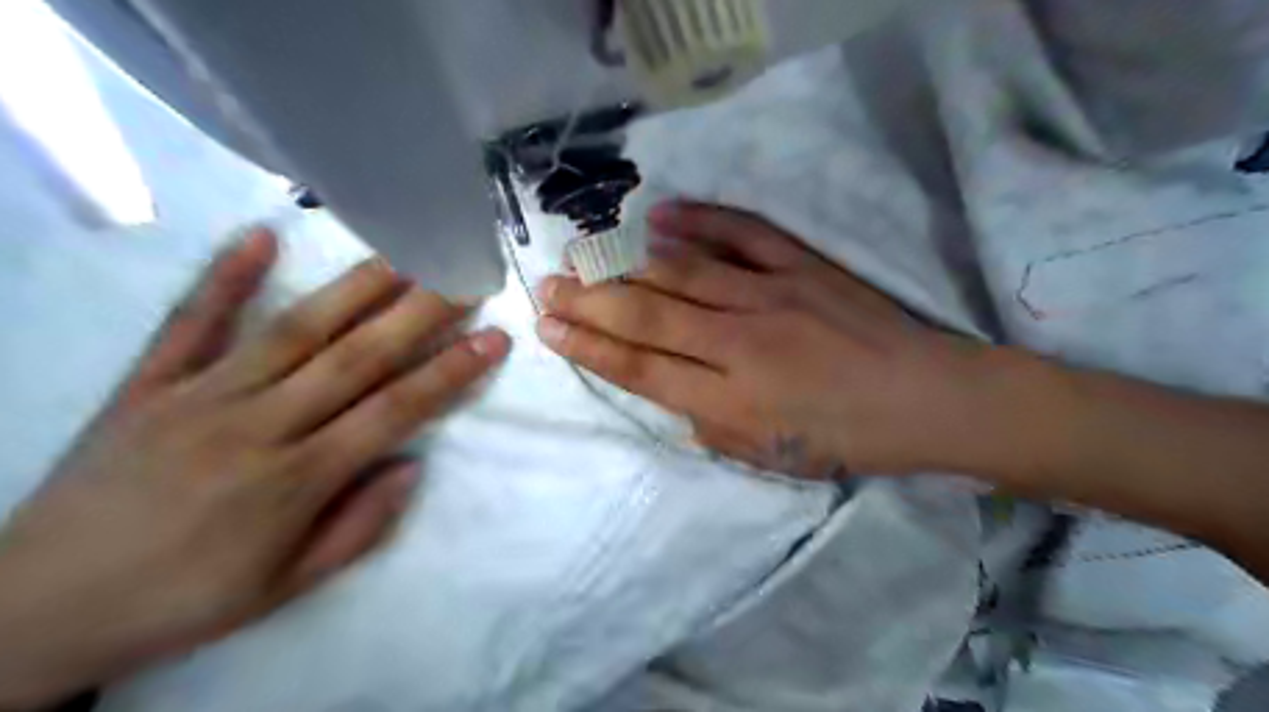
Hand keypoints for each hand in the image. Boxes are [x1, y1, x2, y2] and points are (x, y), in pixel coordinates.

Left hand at [1, 230, 508, 710]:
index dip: (451, 372)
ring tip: (404, 252)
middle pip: (355, 357)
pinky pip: (189, 322)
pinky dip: (223, 276)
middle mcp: (257, 425)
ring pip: (293, 330)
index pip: (395, 410)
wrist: (32, 608)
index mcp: (296, 480)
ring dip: (355, 287)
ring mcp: (198, 396)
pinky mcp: (146, 384)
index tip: (493, 337)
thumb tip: (412, 465)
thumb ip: (358, 526)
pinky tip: (260, 234)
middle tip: (463, 274)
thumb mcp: (286, 587)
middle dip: (419, 313)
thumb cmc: (183, 599)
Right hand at [535, 199, 1001, 478]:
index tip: (549, 330)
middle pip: (648, 316)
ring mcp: (772, 296)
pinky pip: (742, 233)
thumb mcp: (770, 457)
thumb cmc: (846, 438)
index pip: (643, 370)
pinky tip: (660, 215)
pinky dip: (699, 220)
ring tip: (581, 253)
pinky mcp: (802, 266)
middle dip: (590, 302)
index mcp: (734, 401)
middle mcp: (742, 345)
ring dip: (625, 263)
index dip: (591, 349)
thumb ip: (710, 424)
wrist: (926, 398)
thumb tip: (668, 388)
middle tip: (548, 286)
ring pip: (682, 273)